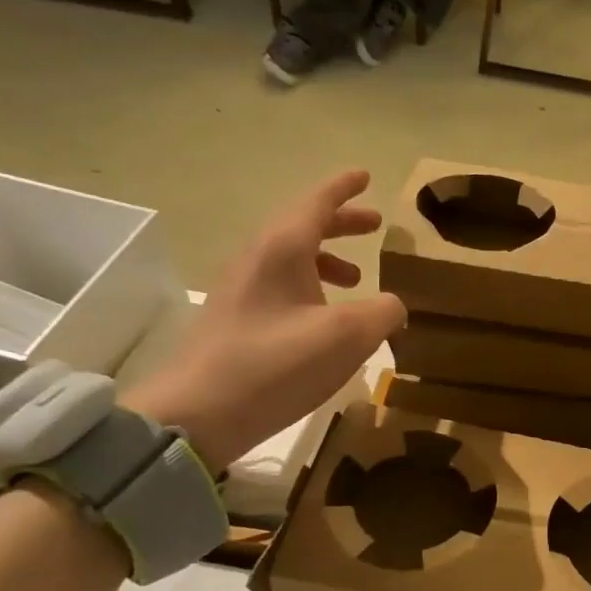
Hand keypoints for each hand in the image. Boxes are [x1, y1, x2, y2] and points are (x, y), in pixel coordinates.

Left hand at [124, 170, 405, 471]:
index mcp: (282, 248)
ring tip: (356, 278)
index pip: (316, 202)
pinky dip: (311, 288)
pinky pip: (281, 286)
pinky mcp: (236, 320)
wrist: (197, 414)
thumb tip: (393, 305)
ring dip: (327, 259)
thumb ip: (383, 312)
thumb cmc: (276, 364)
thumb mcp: (347, 336)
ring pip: (291, 258)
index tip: (365, 175)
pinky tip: (326, 318)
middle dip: (342, 223)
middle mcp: (257, 259)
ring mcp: (241, 290)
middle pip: (303, 226)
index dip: (344, 188)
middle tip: (375, 224)